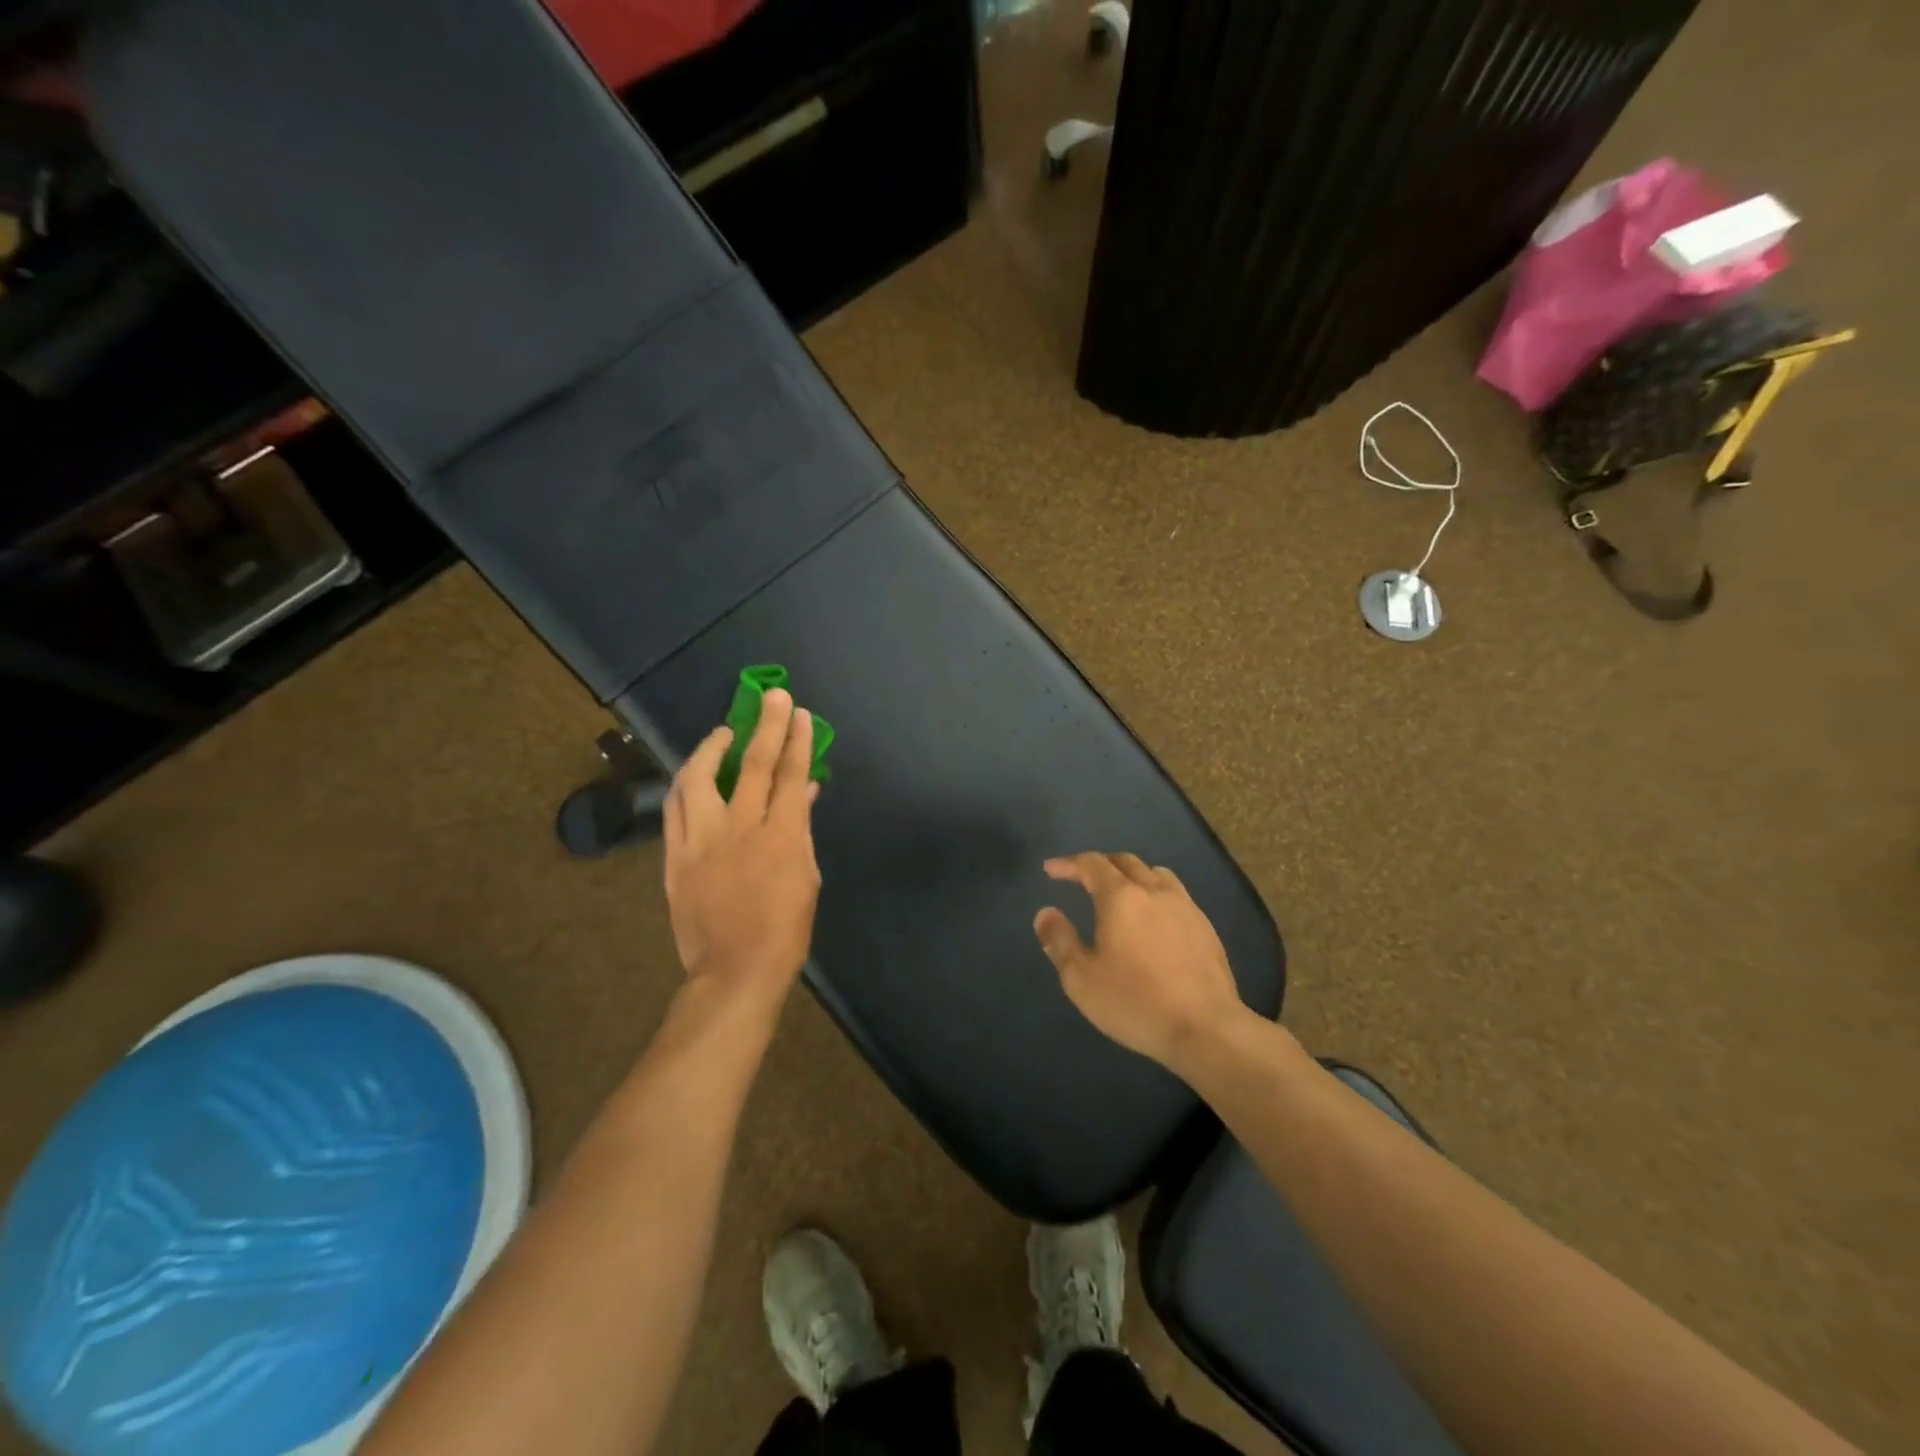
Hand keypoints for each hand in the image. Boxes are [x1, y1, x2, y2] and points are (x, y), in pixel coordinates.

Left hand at [663, 689, 821, 1012]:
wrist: (735, 971)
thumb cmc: (785, 930)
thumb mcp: (807, 877)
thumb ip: (802, 829)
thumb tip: (804, 792)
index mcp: (781, 835)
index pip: (791, 775)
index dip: (797, 741)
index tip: (800, 713)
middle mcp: (740, 828)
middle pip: (753, 765)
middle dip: (766, 726)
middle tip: (773, 697)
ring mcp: (703, 841)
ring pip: (700, 778)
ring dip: (713, 747)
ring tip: (724, 732)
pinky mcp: (676, 858)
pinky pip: (675, 810)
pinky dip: (685, 784)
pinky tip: (693, 773)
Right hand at [1033, 852, 1246, 1069]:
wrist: (1207, 1028)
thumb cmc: (1136, 1002)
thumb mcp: (1082, 979)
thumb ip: (1059, 941)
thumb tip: (1045, 913)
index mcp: (1121, 897)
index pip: (1091, 864)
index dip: (1068, 864)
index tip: (1051, 869)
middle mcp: (1154, 891)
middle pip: (1125, 861)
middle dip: (1099, 864)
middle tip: (1082, 877)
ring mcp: (1185, 906)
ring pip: (1155, 873)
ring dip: (1131, 874)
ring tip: (1120, 891)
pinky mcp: (1205, 927)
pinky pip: (1175, 894)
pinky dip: (1154, 893)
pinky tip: (1153, 919)